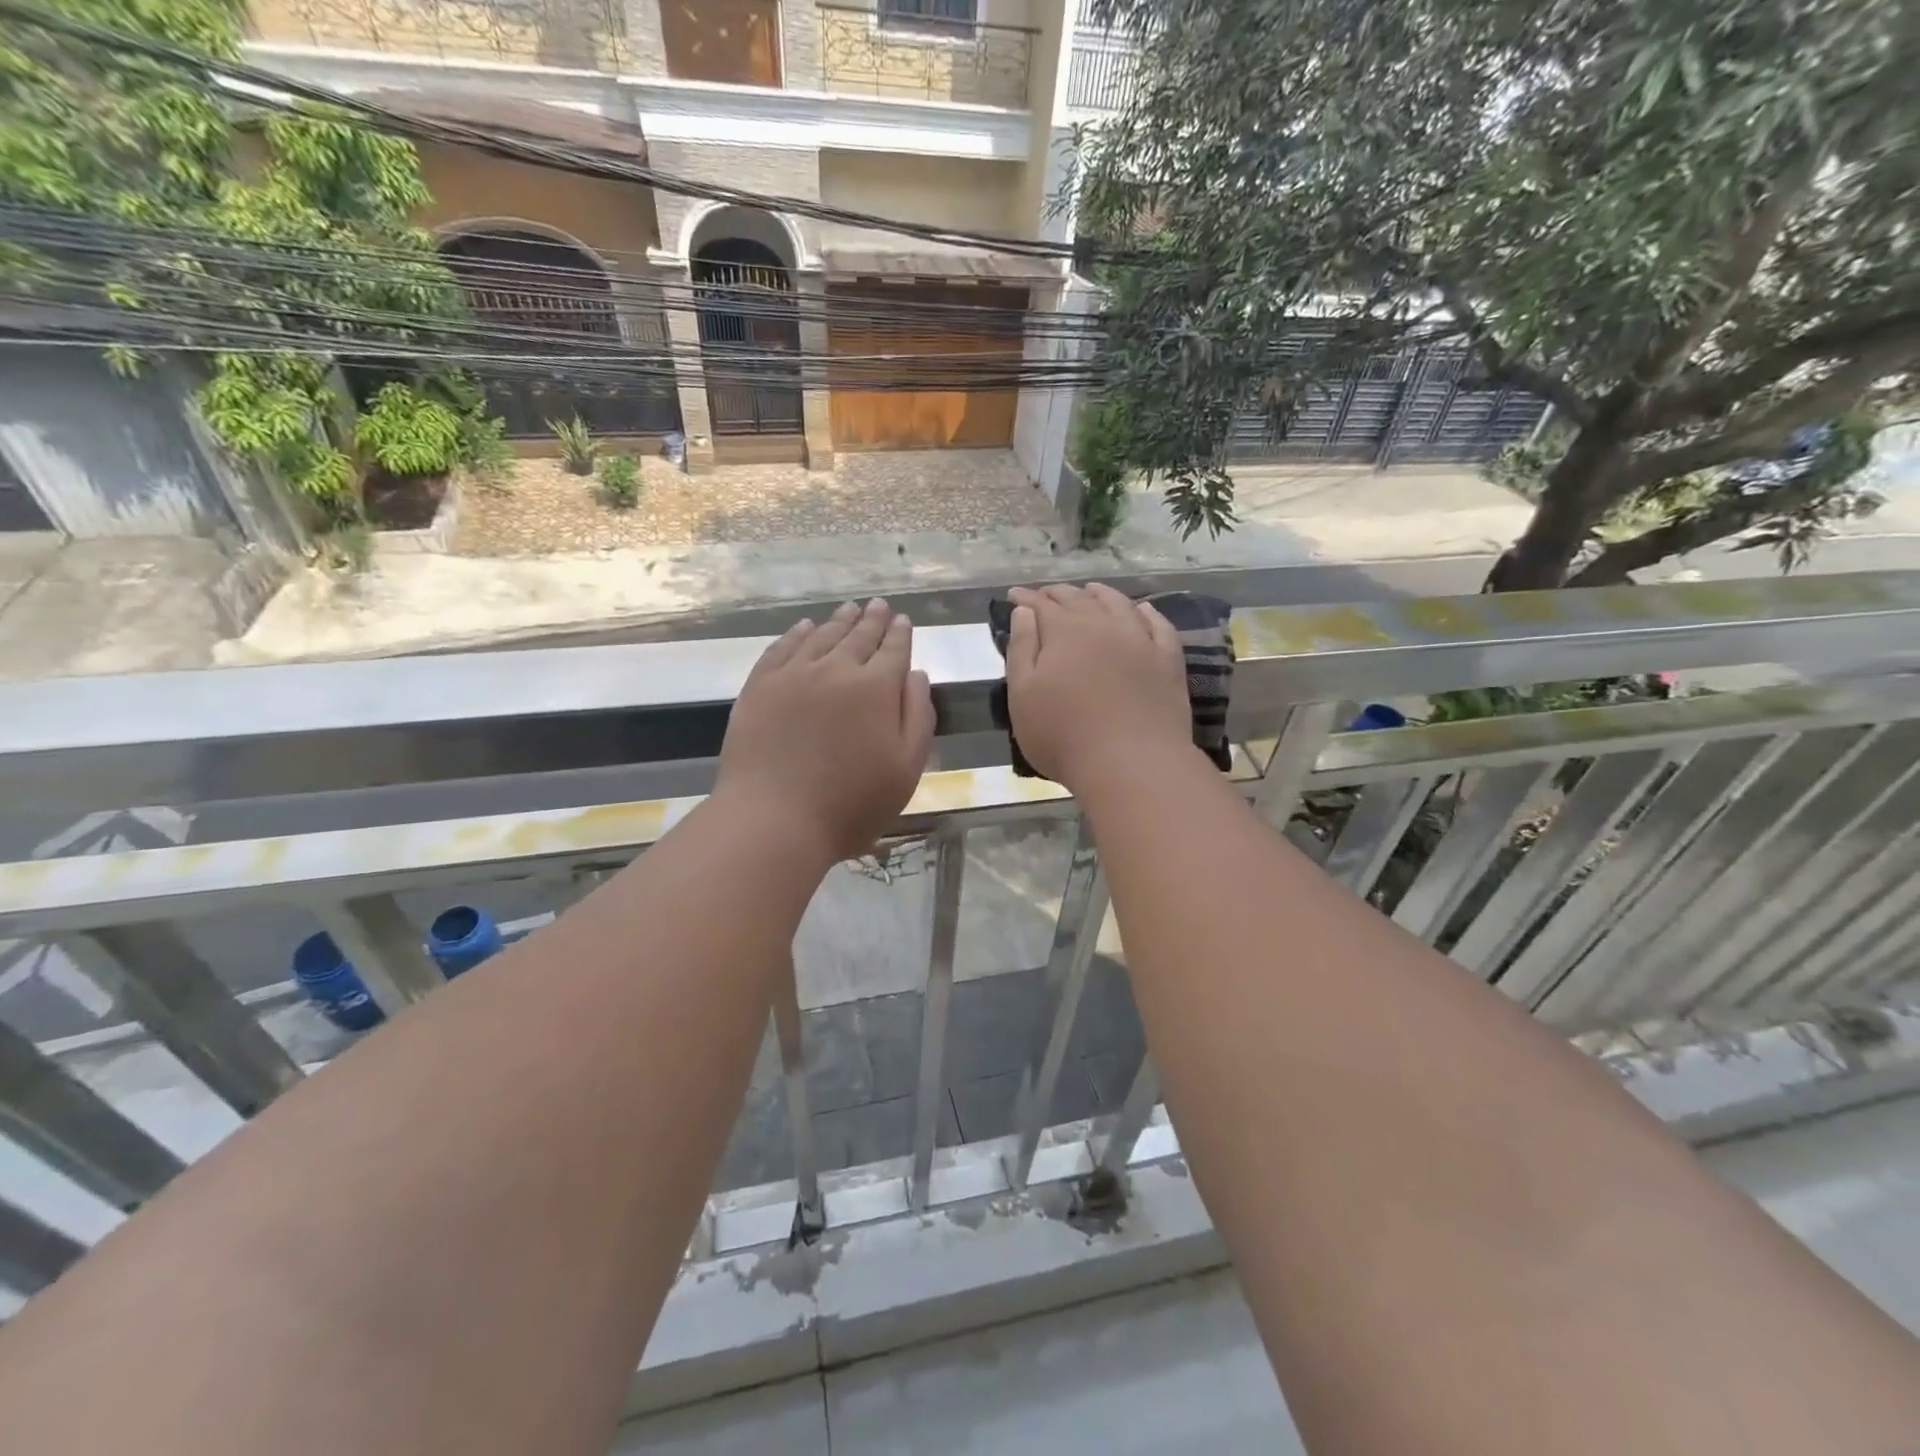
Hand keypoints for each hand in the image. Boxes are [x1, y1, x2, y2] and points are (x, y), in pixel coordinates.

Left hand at [717, 599, 934, 860]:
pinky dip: (797, 634)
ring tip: (849, 609)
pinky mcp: (759, 687)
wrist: (774, 820)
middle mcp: (836, 670)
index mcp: (876, 688)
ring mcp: (793, 675)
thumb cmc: (851, 805)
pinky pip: (782, 648)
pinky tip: (804, 628)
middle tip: (879, 605)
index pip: (893, 650)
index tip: (903, 619)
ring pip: (821, 636)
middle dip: (872, 619)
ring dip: (839, 621)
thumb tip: (916, 674)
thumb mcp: (906, 769)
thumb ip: (918, 717)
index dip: (900, 633)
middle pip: (858, 636)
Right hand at [1005, 583, 1193, 787]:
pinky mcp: (1167, 661)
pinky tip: (1142, 610)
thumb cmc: (1063, 735)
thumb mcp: (1023, 695)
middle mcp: (1103, 626)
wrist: (1131, 763)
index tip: (1014, 595)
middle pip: (1079, 600)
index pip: (1041, 606)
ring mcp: (1140, 641)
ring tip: (1091, 590)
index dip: (1026, 599)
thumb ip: (1021, 649)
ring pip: (1118, 605)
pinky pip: (1158, 626)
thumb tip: (1024, 612)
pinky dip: (1147, 613)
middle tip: (1046, 594)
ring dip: (1101, 594)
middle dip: (1059, 594)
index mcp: (1064, 633)